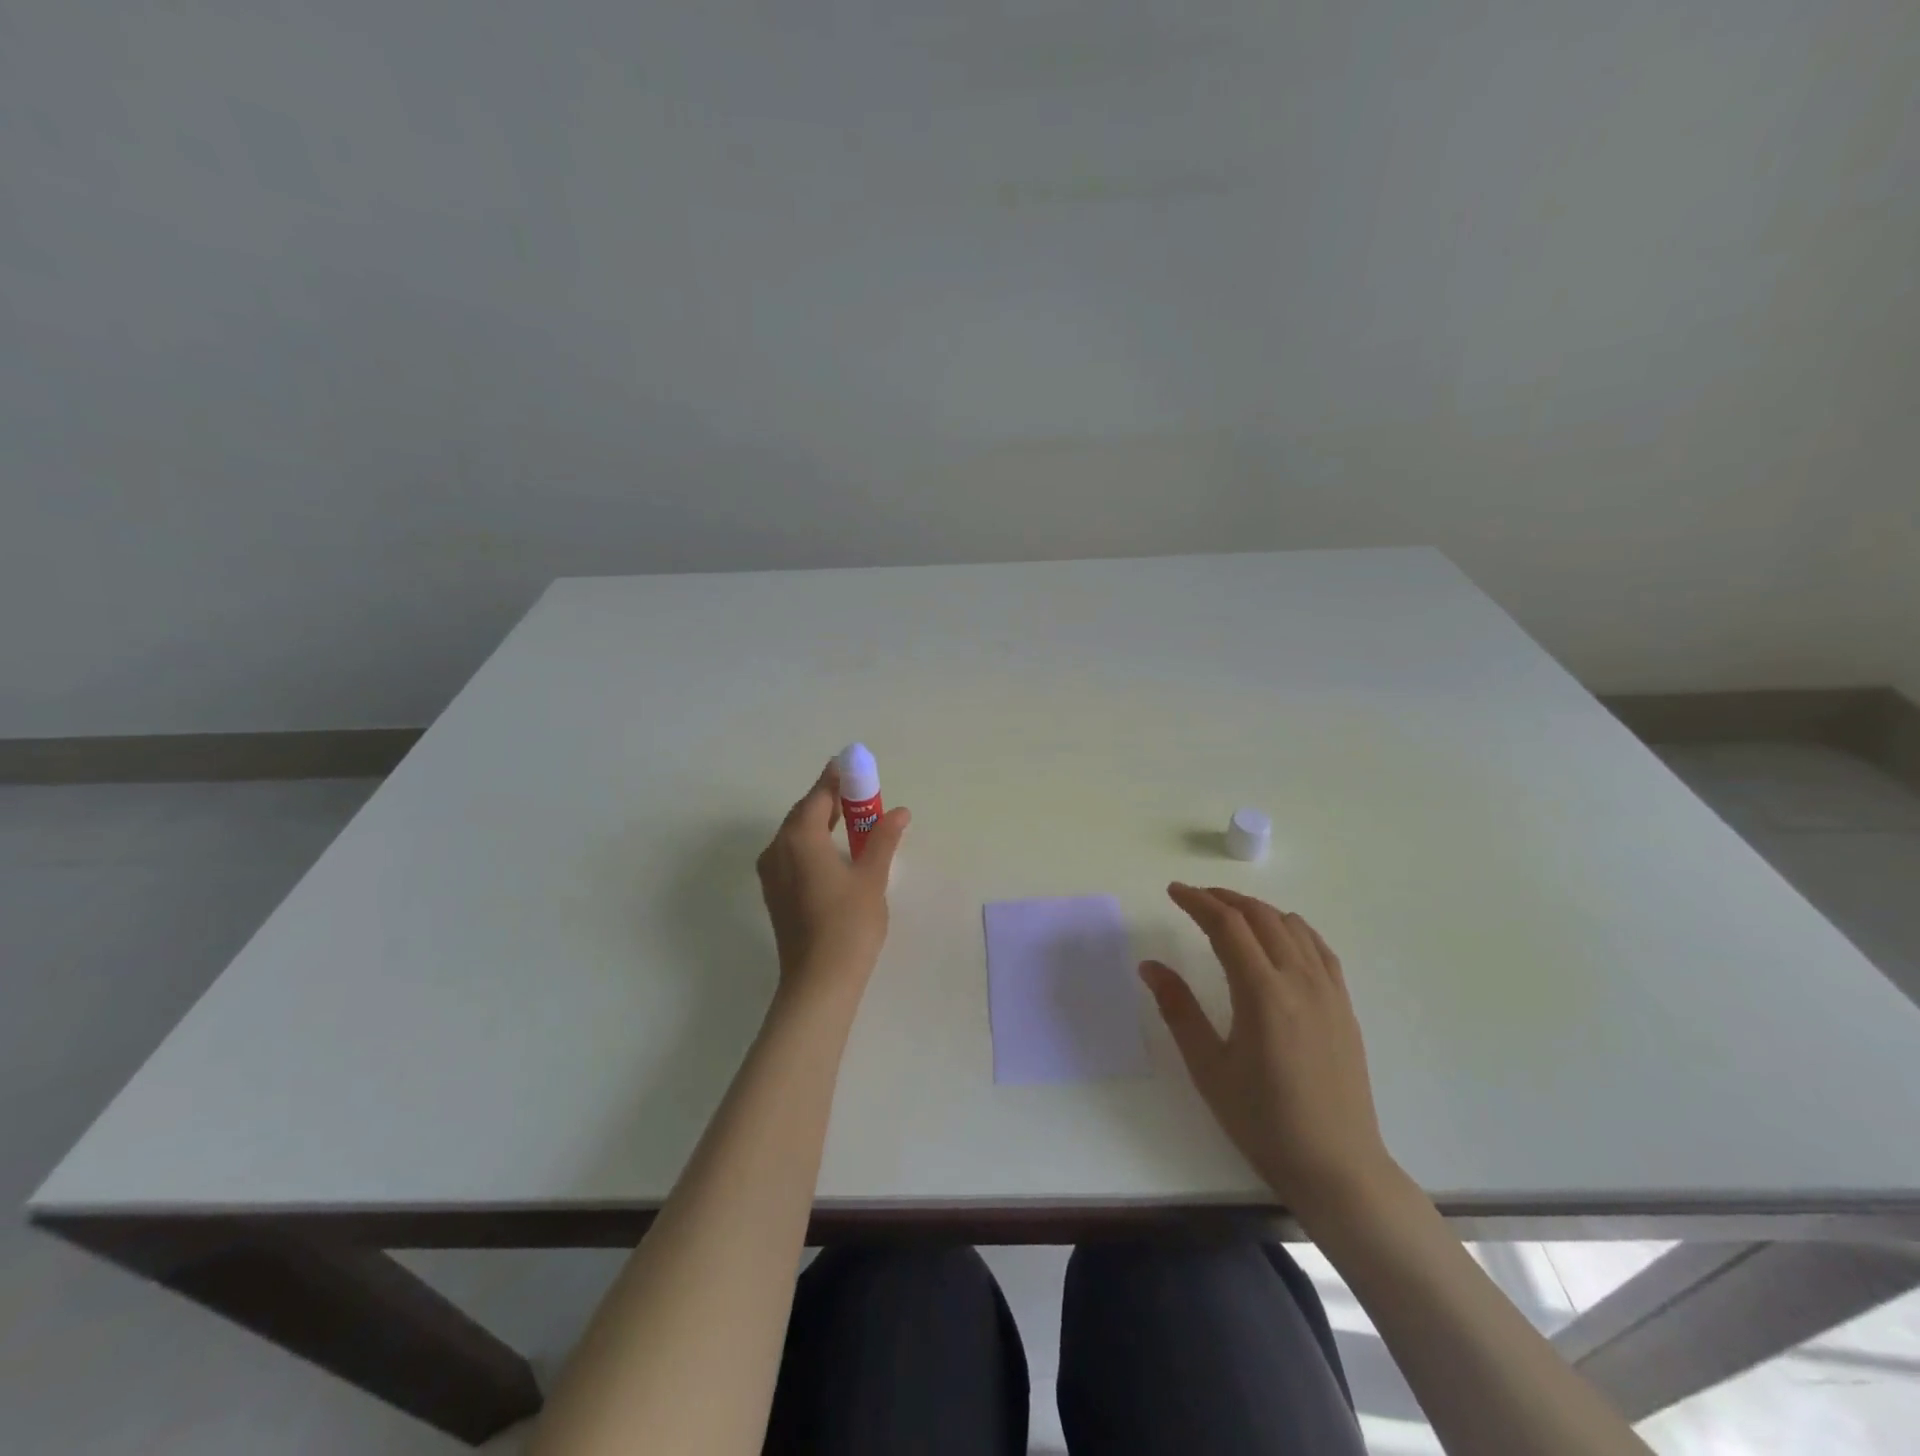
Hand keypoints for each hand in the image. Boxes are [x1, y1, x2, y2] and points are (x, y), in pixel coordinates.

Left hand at [755, 762, 909, 1006]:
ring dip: (822, 822)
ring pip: (796, 834)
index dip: (838, 779)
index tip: (856, 767)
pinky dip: (813, 843)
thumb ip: (883, 839)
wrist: (819, 981)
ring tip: (853, 822)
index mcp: (799, 837)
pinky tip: (836, 852)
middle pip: (804, 812)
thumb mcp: (872, 876)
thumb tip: (900, 812)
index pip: (819, 795)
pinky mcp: (775, 893)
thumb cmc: (849, 924)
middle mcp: (777, 848)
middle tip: (862, 796)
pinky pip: (792, 853)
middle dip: (831, 800)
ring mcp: (772, 872)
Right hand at [1143, 884, 1397, 1225]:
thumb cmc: (1263, 1121)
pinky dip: (1291, 928)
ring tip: (1229, 915)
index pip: (1227, 925)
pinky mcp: (1344, 1005)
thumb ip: (1178, 1009)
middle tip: (1193, 899)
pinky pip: (1317, 947)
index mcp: (1262, 993)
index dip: (1197, 901)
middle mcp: (1299, 980)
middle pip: (1259, 916)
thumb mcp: (1208, 1068)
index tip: (1172, 891)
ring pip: (1291, 925)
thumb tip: (1150, 966)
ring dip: (1256, 909)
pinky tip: (1278, 938)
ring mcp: (1328, 991)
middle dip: (1223, 898)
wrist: (1337, 1166)